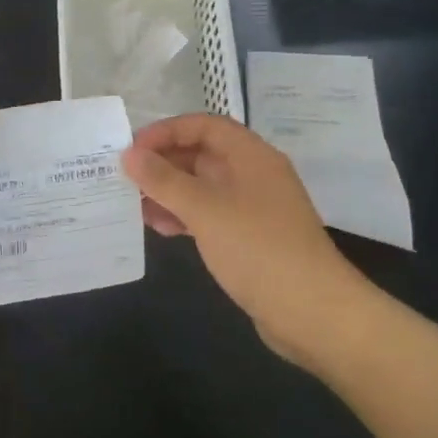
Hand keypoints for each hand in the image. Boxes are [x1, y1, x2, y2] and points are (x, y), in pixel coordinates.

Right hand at [123, 113, 374, 367]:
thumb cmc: (258, 249)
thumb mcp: (205, 210)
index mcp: (251, 156)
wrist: (312, 312)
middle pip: (202, 155)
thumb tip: (130, 154)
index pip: (204, 126)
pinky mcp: (249, 238)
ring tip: (135, 206)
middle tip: (125, 178)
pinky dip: (184, 217)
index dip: (166, 131)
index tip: (132, 149)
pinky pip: (209, 215)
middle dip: (163, 163)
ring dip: (169, 192)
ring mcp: (253, 208)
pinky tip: (160, 229)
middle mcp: (253, 175)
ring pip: (203, 187)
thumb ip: (164, 180)